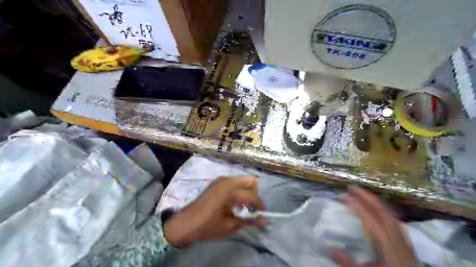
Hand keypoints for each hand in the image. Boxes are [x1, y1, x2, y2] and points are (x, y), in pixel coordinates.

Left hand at [164, 176, 267, 247]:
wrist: (185, 222)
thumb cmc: (207, 226)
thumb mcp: (230, 226)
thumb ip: (249, 221)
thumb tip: (266, 221)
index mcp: (229, 191)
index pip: (252, 195)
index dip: (260, 205)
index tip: (263, 214)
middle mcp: (227, 181)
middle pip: (251, 181)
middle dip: (254, 195)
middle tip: (251, 209)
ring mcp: (221, 179)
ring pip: (243, 180)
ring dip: (246, 192)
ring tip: (242, 208)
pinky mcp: (218, 182)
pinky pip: (235, 182)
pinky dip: (239, 191)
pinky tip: (233, 203)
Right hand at [330, 186, 416, 266]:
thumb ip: (346, 261)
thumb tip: (328, 248)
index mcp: (387, 242)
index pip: (370, 217)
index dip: (357, 204)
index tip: (344, 195)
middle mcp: (397, 236)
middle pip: (382, 209)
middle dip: (366, 196)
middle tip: (352, 187)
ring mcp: (403, 238)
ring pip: (390, 212)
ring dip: (374, 201)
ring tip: (362, 194)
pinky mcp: (405, 242)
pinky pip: (394, 219)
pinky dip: (382, 209)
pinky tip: (376, 211)